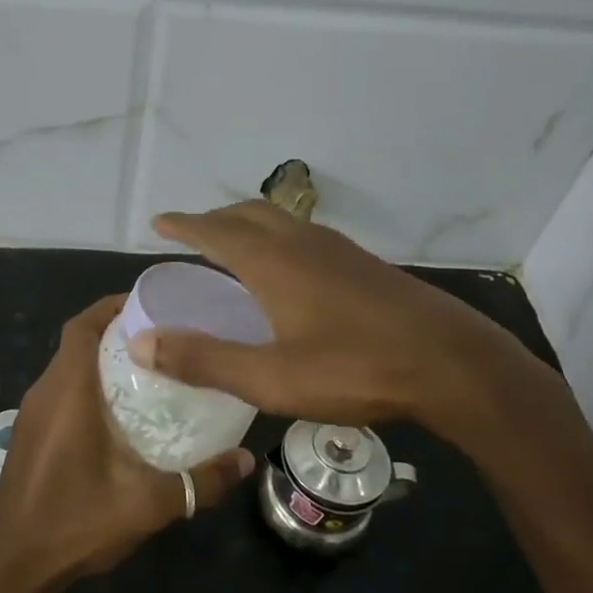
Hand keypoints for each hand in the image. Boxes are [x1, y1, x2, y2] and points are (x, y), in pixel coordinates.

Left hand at [0, 295, 253, 592]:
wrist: (12, 568)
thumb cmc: (75, 522)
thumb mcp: (148, 503)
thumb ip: (200, 481)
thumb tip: (246, 460)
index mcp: (67, 391)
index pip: (83, 325)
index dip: (113, 306)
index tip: (152, 306)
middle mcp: (44, 392)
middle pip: (78, 342)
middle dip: (117, 332)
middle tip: (165, 339)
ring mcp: (32, 416)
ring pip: (68, 368)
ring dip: (102, 361)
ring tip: (151, 371)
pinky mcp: (30, 437)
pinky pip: (61, 393)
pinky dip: (88, 387)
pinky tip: (120, 415)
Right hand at [133, 202, 555, 443]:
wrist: (452, 364)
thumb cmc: (355, 369)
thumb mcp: (271, 378)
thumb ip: (204, 360)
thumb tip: (141, 344)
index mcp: (274, 262)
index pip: (215, 231)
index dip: (184, 225)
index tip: (159, 222)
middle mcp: (303, 243)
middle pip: (249, 214)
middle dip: (216, 218)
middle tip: (193, 233)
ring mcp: (340, 251)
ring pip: (283, 221)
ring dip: (250, 224)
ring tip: (236, 246)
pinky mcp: (366, 266)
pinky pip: (308, 236)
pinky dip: (281, 238)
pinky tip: (291, 271)